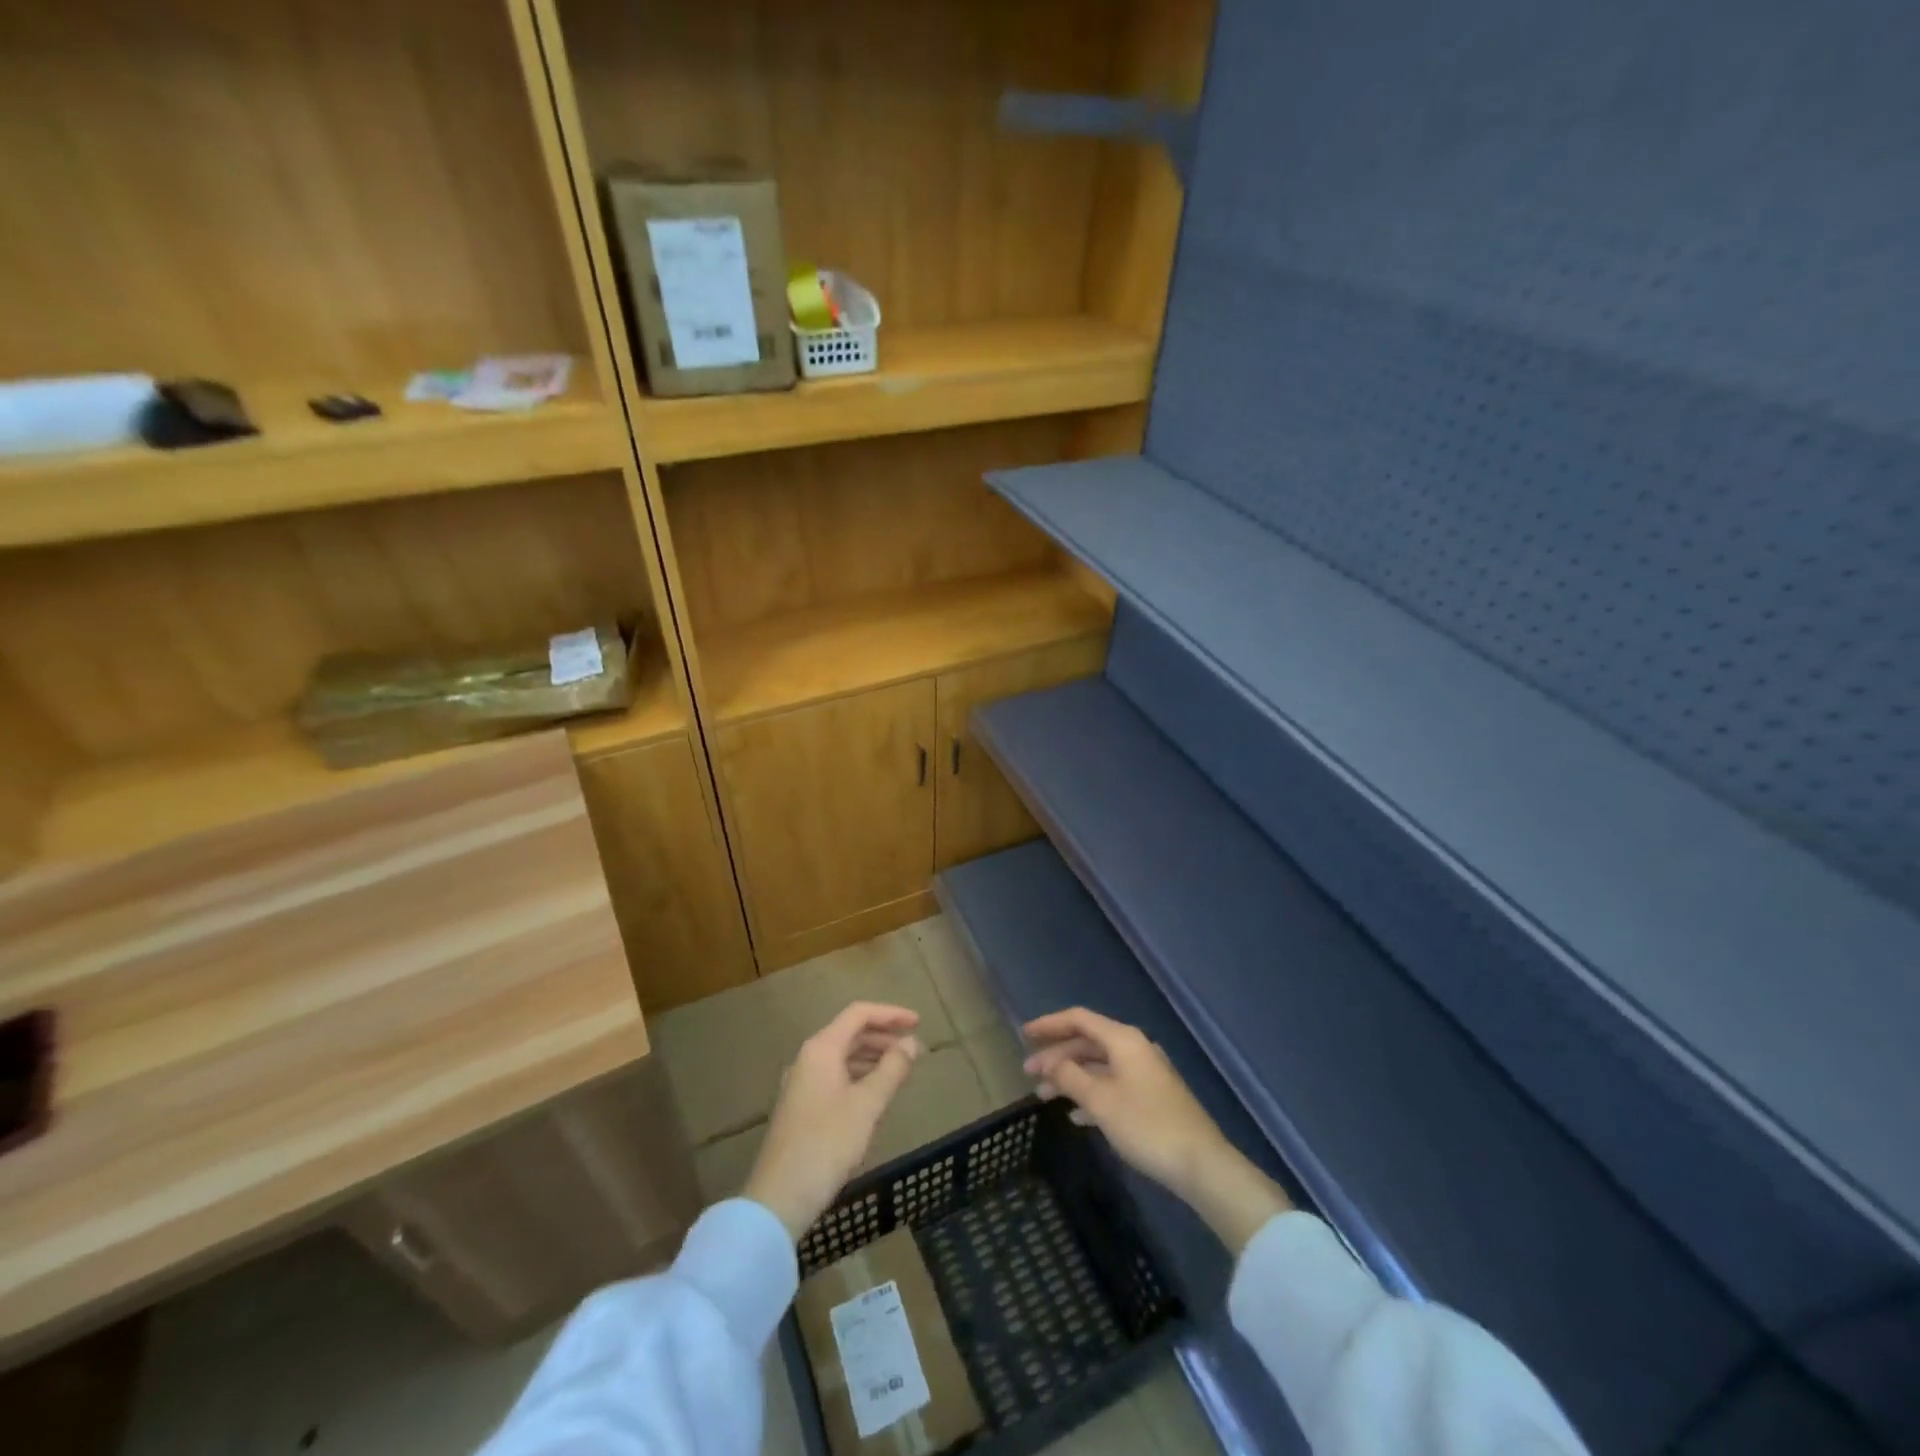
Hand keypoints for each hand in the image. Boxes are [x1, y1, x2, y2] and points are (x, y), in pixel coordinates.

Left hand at [744, 1002, 922, 1238]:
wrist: (780, 1197)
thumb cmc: (826, 1144)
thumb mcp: (867, 1105)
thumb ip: (892, 1069)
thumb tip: (911, 1043)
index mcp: (821, 1049)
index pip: (858, 1014)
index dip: (890, 1014)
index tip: (918, 1023)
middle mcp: (808, 1058)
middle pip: (850, 1033)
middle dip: (884, 1036)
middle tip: (914, 1049)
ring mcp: (802, 1083)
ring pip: (843, 1057)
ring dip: (873, 1057)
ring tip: (901, 1070)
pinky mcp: (801, 1107)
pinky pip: (836, 1077)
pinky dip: (859, 1076)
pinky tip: (875, 1095)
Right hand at [1024, 1007, 1289, 1253]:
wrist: (1201, 1165)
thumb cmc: (1146, 1125)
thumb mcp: (1100, 1100)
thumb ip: (1070, 1077)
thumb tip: (1051, 1062)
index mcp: (1124, 1040)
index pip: (1079, 1019)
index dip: (1049, 1024)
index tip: (1024, 1035)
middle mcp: (1135, 1049)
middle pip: (1088, 1042)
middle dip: (1056, 1056)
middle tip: (1028, 1073)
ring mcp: (1145, 1074)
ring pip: (1099, 1066)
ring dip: (1071, 1078)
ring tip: (1043, 1097)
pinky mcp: (1152, 1098)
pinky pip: (1112, 1086)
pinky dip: (1091, 1095)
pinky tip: (1076, 1116)